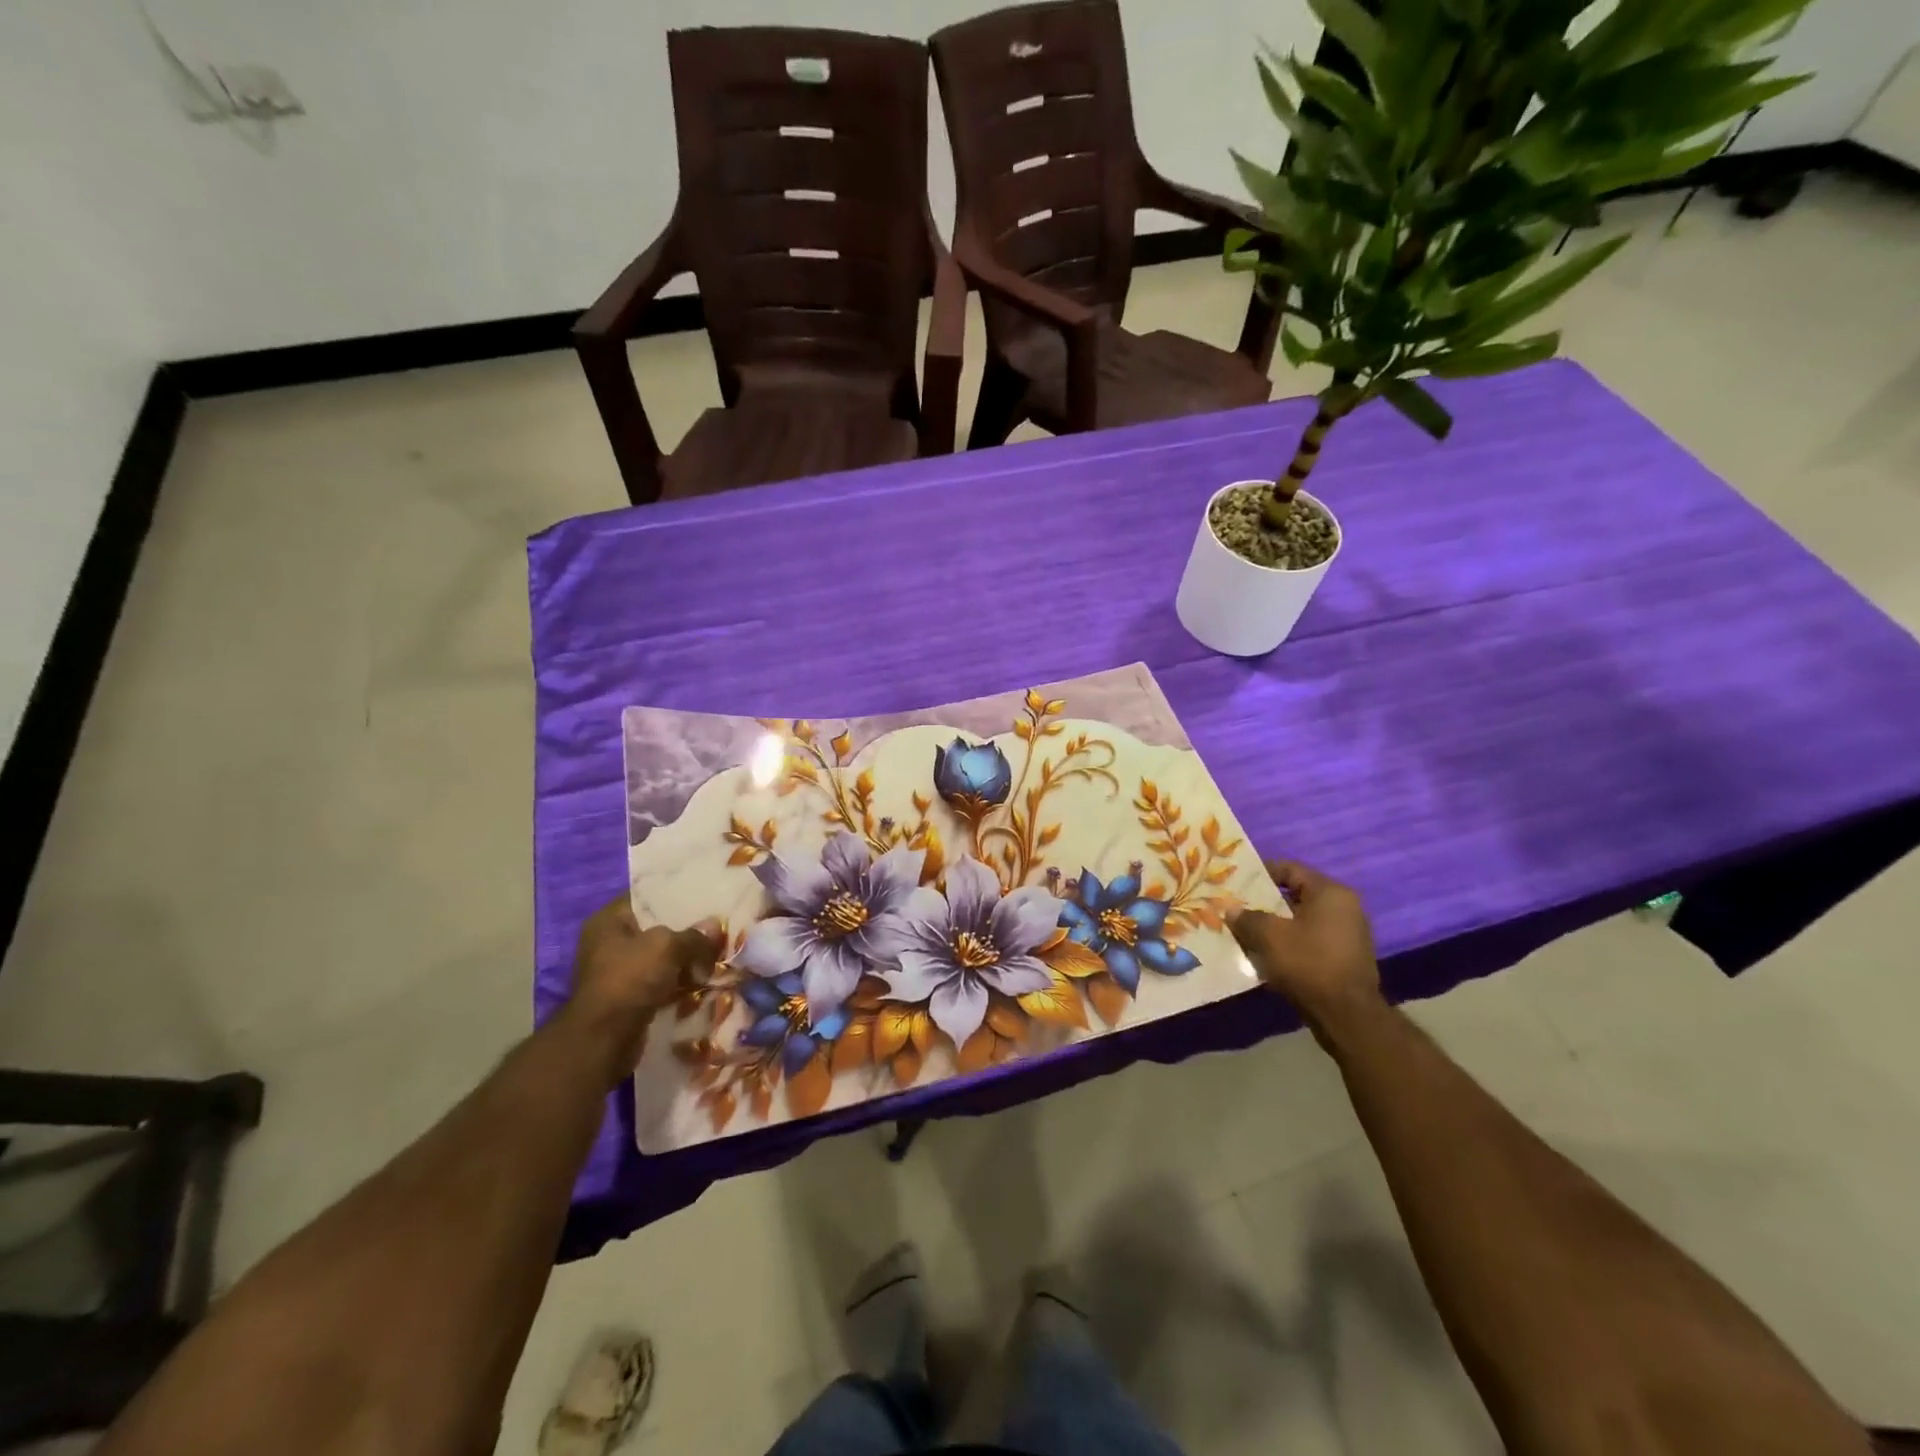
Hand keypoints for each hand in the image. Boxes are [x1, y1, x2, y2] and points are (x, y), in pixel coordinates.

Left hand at [564, 899, 719, 1082]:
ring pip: (660, 958)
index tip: (706, 898)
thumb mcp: (669, 947)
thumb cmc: (630, 979)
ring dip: (685, 961)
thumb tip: (715, 928)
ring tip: (715, 956)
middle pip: (656, 929)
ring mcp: (616, 972)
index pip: (646, 897)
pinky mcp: (626, 998)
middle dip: (686, 932)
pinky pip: (659, 983)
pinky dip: (678, 984)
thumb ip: (695, 935)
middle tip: (717, 929)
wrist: (604, 1040)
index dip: (676, 896)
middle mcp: (608, 943)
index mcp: (608, 920)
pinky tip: (702, 981)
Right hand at [1231, 861, 1380, 1041]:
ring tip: (1247, 932)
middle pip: (1295, 894)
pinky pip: (1310, 939)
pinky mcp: (1345, 957)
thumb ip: (1247, 917)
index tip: (1235, 882)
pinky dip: (1289, 942)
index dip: (1259, 873)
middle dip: (1264, 902)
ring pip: (1301, 919)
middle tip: (1237, 908)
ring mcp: (1348, 933)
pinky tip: (1267, 954)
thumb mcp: (1269, 936)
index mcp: (1330, 892)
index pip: (1289, 868)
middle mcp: (1344, 906)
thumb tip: (1231, 910)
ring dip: (1275, 925)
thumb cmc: (1308, 964)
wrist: (1347, 1016)